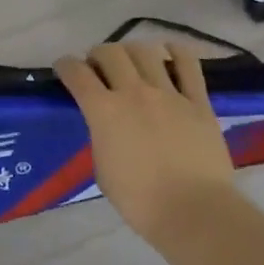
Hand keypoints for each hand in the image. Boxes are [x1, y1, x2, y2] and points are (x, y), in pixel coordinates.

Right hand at [55, 40, 234, 241]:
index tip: (65, 68)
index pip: (76, 72)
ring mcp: (168, 94)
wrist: (195, 213)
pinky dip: (177, 52)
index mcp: (103, 111)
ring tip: (132, 62)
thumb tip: (106, 124)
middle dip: (98, 54)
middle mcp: (133, 92)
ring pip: (145, 51)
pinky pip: (188, 64)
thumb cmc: (141, 201)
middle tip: (99, 67)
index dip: (65, 65)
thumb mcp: (102, 169)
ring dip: (132, 51)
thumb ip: (101, 136)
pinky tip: (170, 52)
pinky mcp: (198, 102)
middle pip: (109, 52)